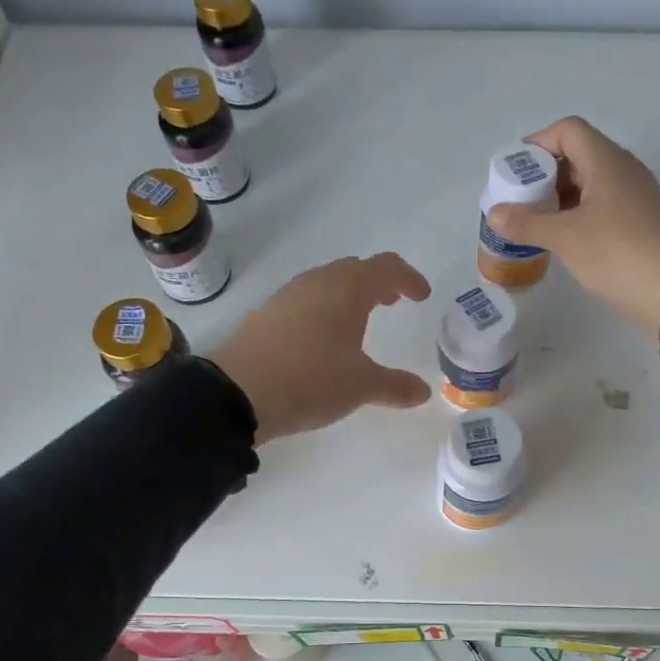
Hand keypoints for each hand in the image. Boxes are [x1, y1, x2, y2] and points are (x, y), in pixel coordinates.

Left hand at [210, 253, 432, 443]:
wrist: (236, 393)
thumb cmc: (310, 380)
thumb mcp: (360, 387)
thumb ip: (395, 386)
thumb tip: (422, 392)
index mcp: (347, 290)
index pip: (386, 267)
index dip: (408, 278)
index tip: (421, 296)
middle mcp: (317, 283)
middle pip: (354, 270)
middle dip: (377, 283)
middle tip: (392, 304)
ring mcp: (286, 297)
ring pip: (326, 283)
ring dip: (348, 296)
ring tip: (358, 322)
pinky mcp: (265, 315)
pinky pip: (304, 302)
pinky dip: (323, 310)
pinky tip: (320, 341)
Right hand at [488, 117, 659, 337]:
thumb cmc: (616, 253)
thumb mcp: (565, 238)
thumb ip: (526, 223)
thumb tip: (494, 213)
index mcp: (607, 161)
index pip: (568, 131)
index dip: (537, 145)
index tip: (515, 173)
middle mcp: (623, 169)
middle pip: (578, 154)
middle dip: (544, 174)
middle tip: (520, 202)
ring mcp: (635, 195)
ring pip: (590, 182)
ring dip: (560, 197)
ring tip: (535, 223)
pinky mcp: (640, 220)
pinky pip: (602, 204)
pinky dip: (578, 213)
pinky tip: (563, 239)